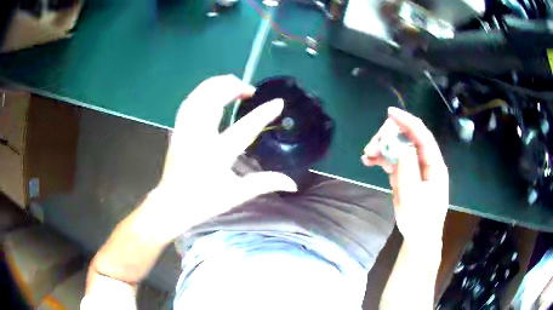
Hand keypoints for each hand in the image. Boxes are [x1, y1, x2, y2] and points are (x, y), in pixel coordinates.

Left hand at [153, 75, 296, 240]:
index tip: (278, 102)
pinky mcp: (177, 130)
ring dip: (216, 85)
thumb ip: (264, 183)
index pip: (243, 130)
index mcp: (216, 157)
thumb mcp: (236, 195)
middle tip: (249, 89)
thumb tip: (292, 183)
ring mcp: (184, 132)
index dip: (262, 114)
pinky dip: (201, 92)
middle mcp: (198, 139)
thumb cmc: (204, 202)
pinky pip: (188, 103)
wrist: (172, 204)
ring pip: (198, 97)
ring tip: (232, 84)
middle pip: (213, 101)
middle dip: (232, 88)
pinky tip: (210, 92)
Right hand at [361, 107, 448, 243]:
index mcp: (434, 165)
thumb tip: (402, 146)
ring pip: (398, 148)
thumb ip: (408, 171)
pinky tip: (369, 161)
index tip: (390, 112)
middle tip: (371, 147)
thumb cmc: (420, 220)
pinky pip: (393, 160)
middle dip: (388, 137)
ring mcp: (415, 168)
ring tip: (367, 156)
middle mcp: (425, 162)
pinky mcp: (406, 175)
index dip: (407, 121)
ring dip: (382, 148)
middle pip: (407, 139)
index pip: (422, 136)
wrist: (418, 237)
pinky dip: (381, 158)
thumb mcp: (414, 197)